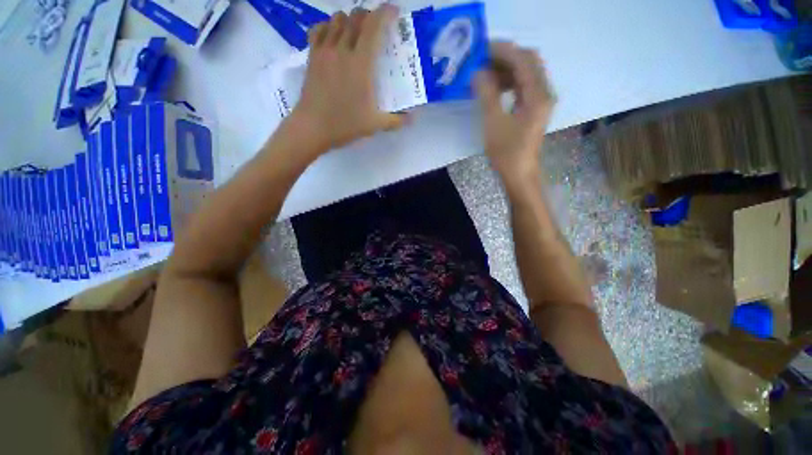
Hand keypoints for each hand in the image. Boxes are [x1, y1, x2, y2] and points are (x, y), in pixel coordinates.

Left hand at [289, 5, 404, 151]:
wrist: (313, 127)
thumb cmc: (345, 124)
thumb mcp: (375, 125)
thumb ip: (396, 120)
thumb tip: (412, 118)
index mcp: (361, 64)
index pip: (374, 26)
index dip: (385, 13)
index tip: (394, 12)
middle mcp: (342, 50)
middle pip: (356, 17)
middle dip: (370, 16)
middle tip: (377, 28)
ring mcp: (325, 50)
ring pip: (338, 19)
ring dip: (350, 20)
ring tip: (356, 34)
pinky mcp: (312, 56)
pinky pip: (319, 28)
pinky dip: (329, 26)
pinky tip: (334, 37)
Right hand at [475, 42, 555, 185]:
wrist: (519, 174)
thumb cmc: (507, 152)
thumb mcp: (493, 123)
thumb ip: (487, 94)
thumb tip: (478, 73)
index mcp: (538, 95)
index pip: (523, 60)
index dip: (503, 51)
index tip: (482, 50)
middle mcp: (544, 93)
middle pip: (528, 62)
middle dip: (505, 57)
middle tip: (482, 61)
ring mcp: (540, 101)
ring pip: (525, 73)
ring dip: (506, 69)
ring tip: (484, 74)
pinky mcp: (534, 109)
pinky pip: (523, 86)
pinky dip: (508, 82)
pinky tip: (494, 87)